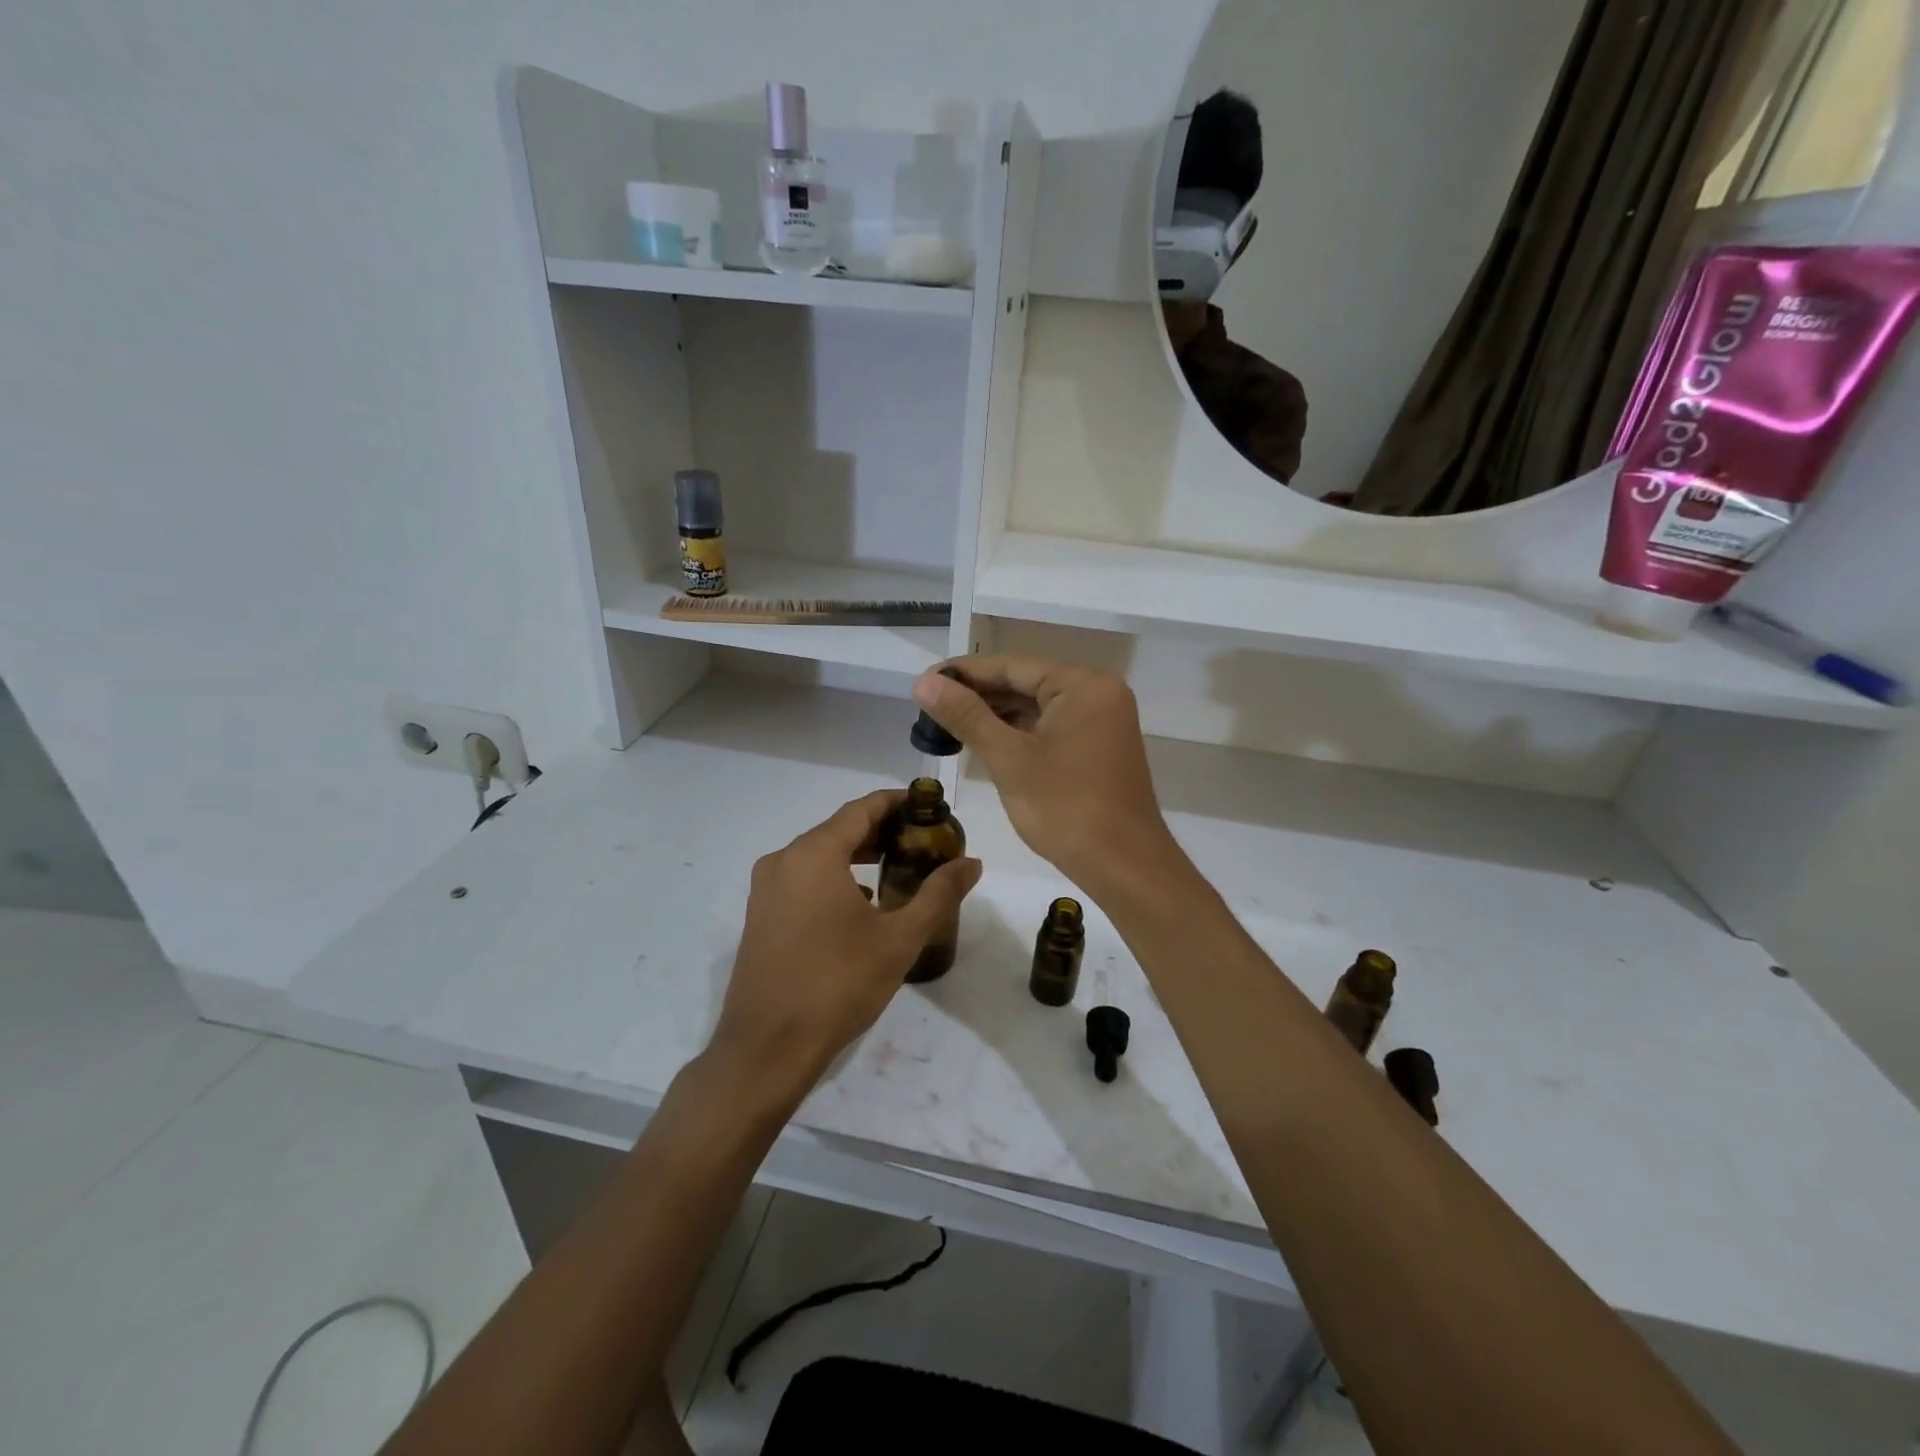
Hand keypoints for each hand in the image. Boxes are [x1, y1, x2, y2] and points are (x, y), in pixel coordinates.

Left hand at [711, 790, 982, 1091]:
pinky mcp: (759, 915)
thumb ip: (938, 894)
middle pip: (839, 829)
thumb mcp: (899, 939)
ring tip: (897, 869)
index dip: (896, 802)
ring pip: (819, 855)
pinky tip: (861, 903)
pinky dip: (834, 878)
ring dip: (857, 855)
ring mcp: (765, 889)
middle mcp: (783, 860)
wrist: (767, 1048)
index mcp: (813, 854)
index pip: (861, 809)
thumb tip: (972, 862)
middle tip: (922, 842)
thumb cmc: (838, 985)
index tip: (929, 807)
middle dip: (881, 830)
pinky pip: (802, 879)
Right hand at [911, 657, 1178, 898]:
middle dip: (978, 694)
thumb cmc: (1066, 809)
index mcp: (1083, 685)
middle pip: (1026, 683)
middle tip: (929, 704)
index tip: (925, 680)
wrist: (1124, 866)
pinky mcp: (1098, 745)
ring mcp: (1102, 720)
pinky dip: (1019, 731)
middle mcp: (1098, 692)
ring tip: (947, 721)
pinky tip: (984, 738)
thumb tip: (924, 682)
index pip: (1012, 666)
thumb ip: (966, 716)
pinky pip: (1051, 726)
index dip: (965, 673)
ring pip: (1037, 706)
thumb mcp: (1009, 759)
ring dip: (996, 714)